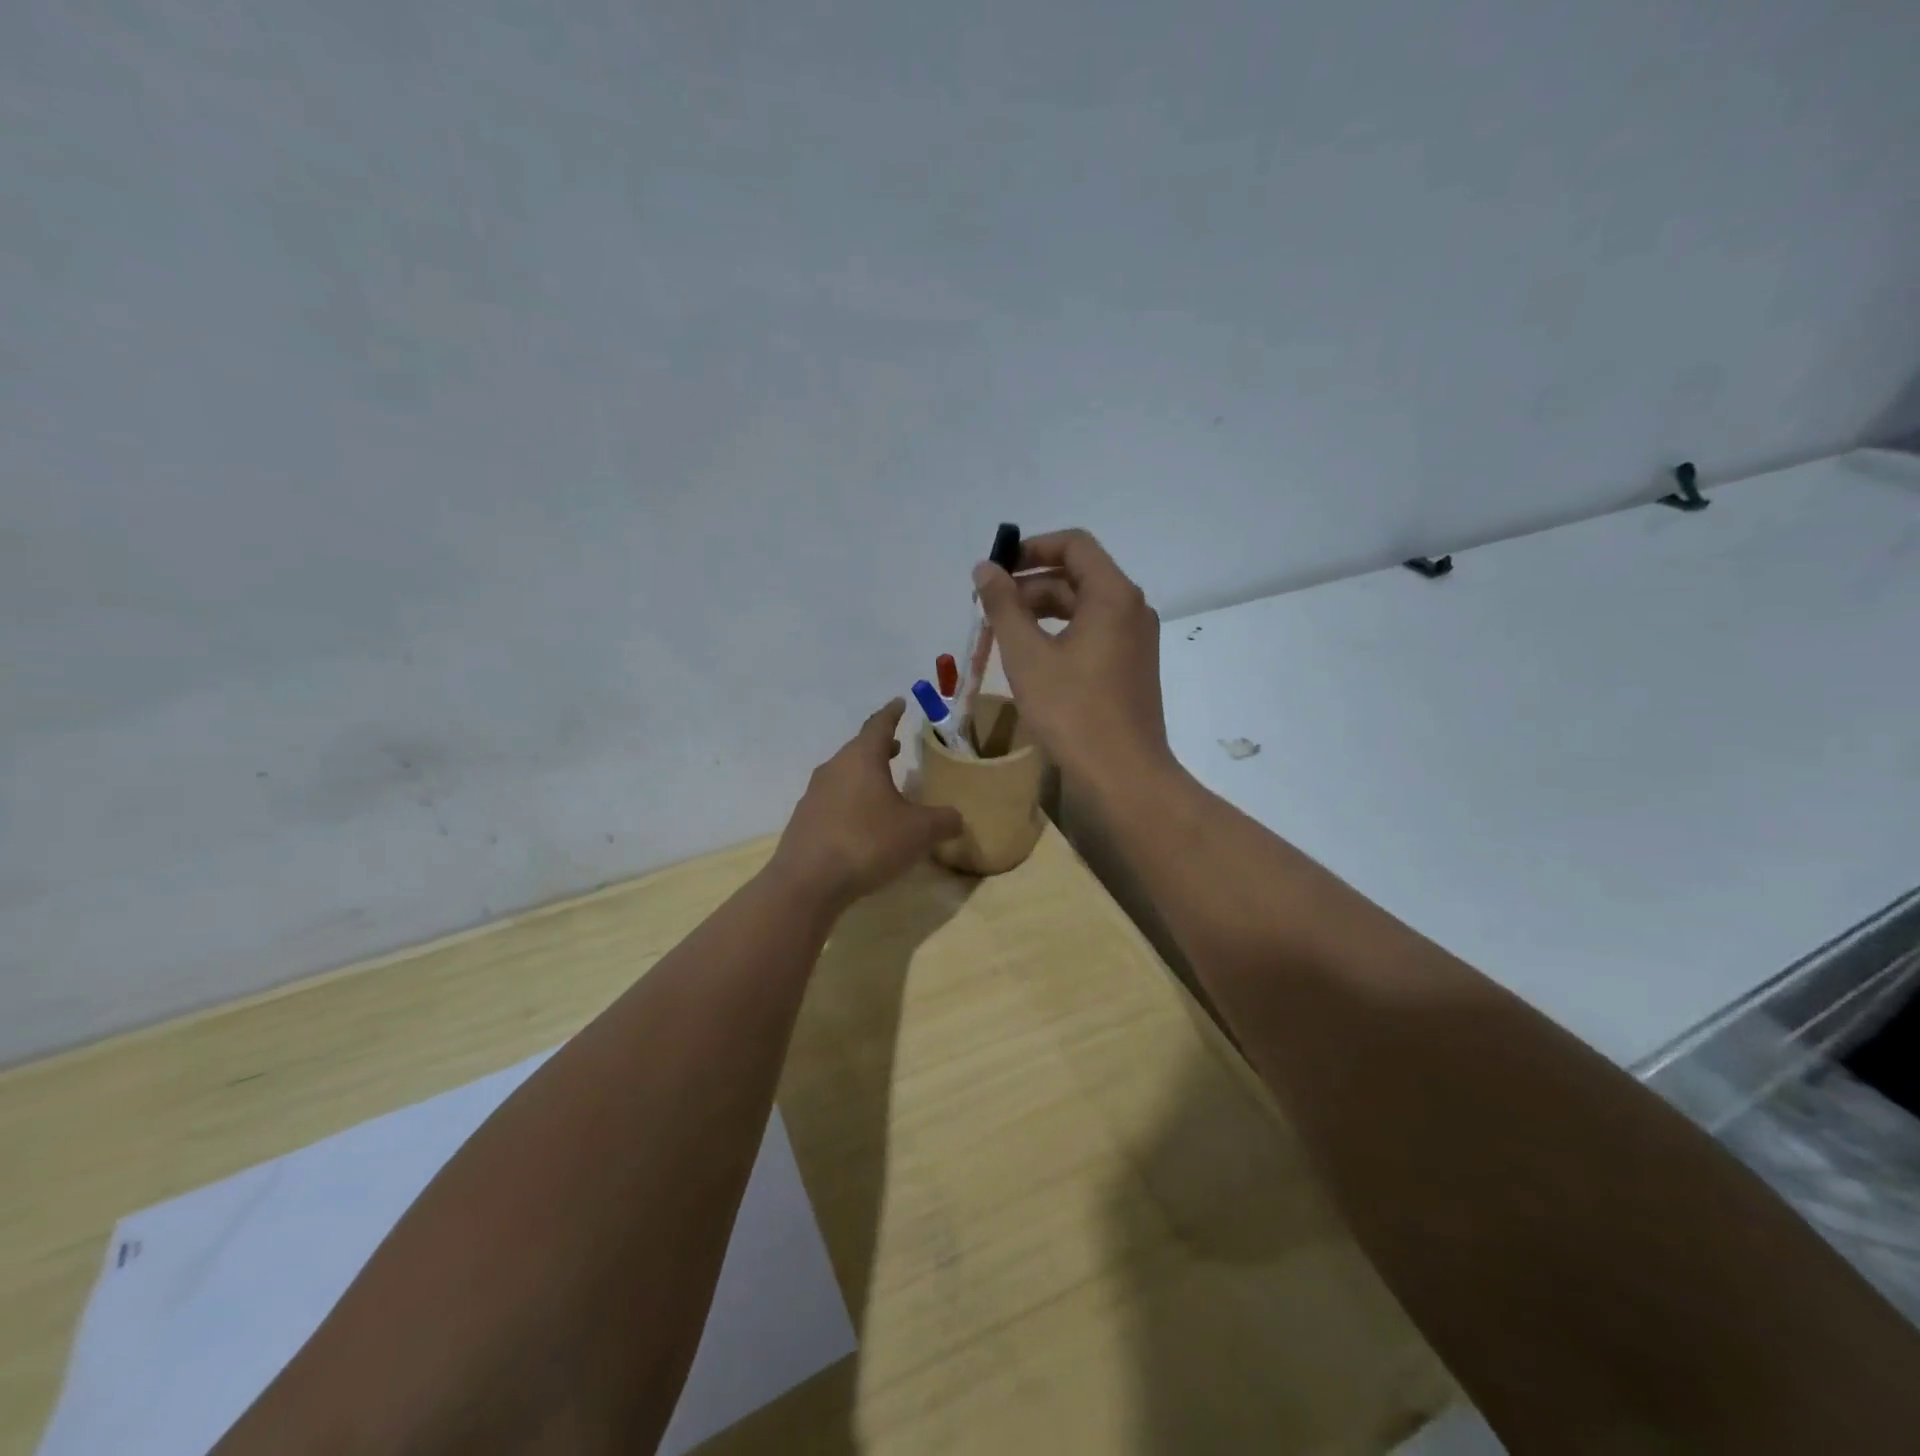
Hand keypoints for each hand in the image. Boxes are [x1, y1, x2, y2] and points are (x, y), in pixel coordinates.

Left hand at [770, 700, 963, 909]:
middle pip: (858, 749)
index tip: (900, 702)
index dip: (892, 713)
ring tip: (882, 786)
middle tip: (896, 747)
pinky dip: (850, 801)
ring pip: (844, 774)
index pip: (878, 724)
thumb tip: (957, 818)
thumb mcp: (919, 832)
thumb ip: (944, 821)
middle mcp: (834, 768)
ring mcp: (814, 795)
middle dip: (879, 747)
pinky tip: (861, 822)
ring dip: (863, 775)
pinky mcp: (804, 821)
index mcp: (862, 758)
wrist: (807, 882)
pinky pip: (832, 800)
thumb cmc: (868, 843)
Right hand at [972, 529, 1176, 793]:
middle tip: (988, 608)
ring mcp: (1135, 640)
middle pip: (1077, 576)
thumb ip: (1003, 606)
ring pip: (1083, 608)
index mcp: (1113, 595)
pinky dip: (1060, 634)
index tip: (996, 570)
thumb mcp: (1027, 655)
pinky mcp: (1131, 667)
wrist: (1123, 774)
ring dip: (1041, 612)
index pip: (1074, 544)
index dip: (1032, 549)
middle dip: (1030, 585)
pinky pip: (1093, 633)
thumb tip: (985, 569)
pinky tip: (1032, 658)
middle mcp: (1131, 609)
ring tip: (1002, 634)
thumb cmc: (1072, 711)